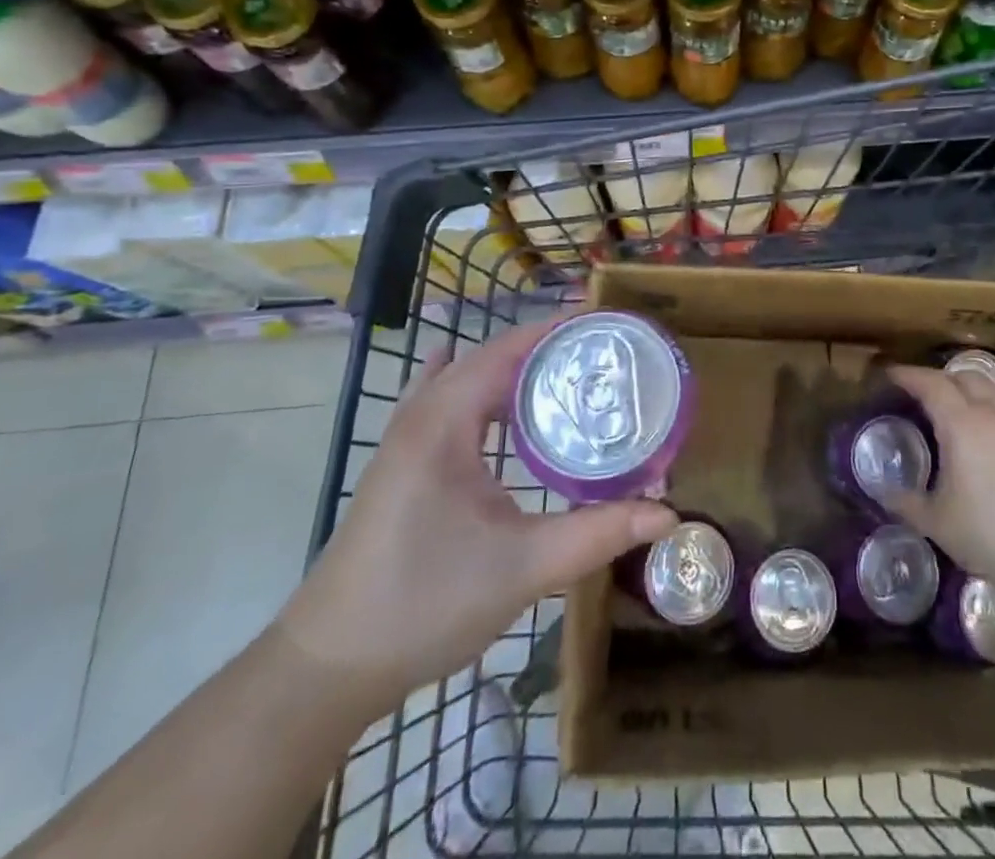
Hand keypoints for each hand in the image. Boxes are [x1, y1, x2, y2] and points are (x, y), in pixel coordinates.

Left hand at [277, 322, 676, 714]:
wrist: (327, 670)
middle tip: (603, 356)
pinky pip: (446, 405)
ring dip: (514, 371)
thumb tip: (668, 513)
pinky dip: (479, 392)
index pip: (508, 349)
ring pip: (467, 381)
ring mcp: (406, 442)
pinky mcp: (403, 468)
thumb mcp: (522, 567)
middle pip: (490, 359)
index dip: (558, 330)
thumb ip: (598, 534)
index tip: (608, 324)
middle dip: (545, 349)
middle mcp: (423, 417)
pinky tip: (490, 395)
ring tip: (568, 374)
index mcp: (445, 421)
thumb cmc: (423, 605)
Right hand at [883, 363, 994, 595]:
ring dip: (969, 386)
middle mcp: (993, 411)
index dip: (908, 375)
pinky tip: (994, 423)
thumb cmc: (990, 533)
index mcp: (962, 424)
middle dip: (938, 378)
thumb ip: (905, 502)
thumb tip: (881, 490)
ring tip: (958, 401)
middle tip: (922, 392)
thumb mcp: (937, 523)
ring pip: (992, 385)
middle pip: (962, 377)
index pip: (930, 384)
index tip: (891, 374)